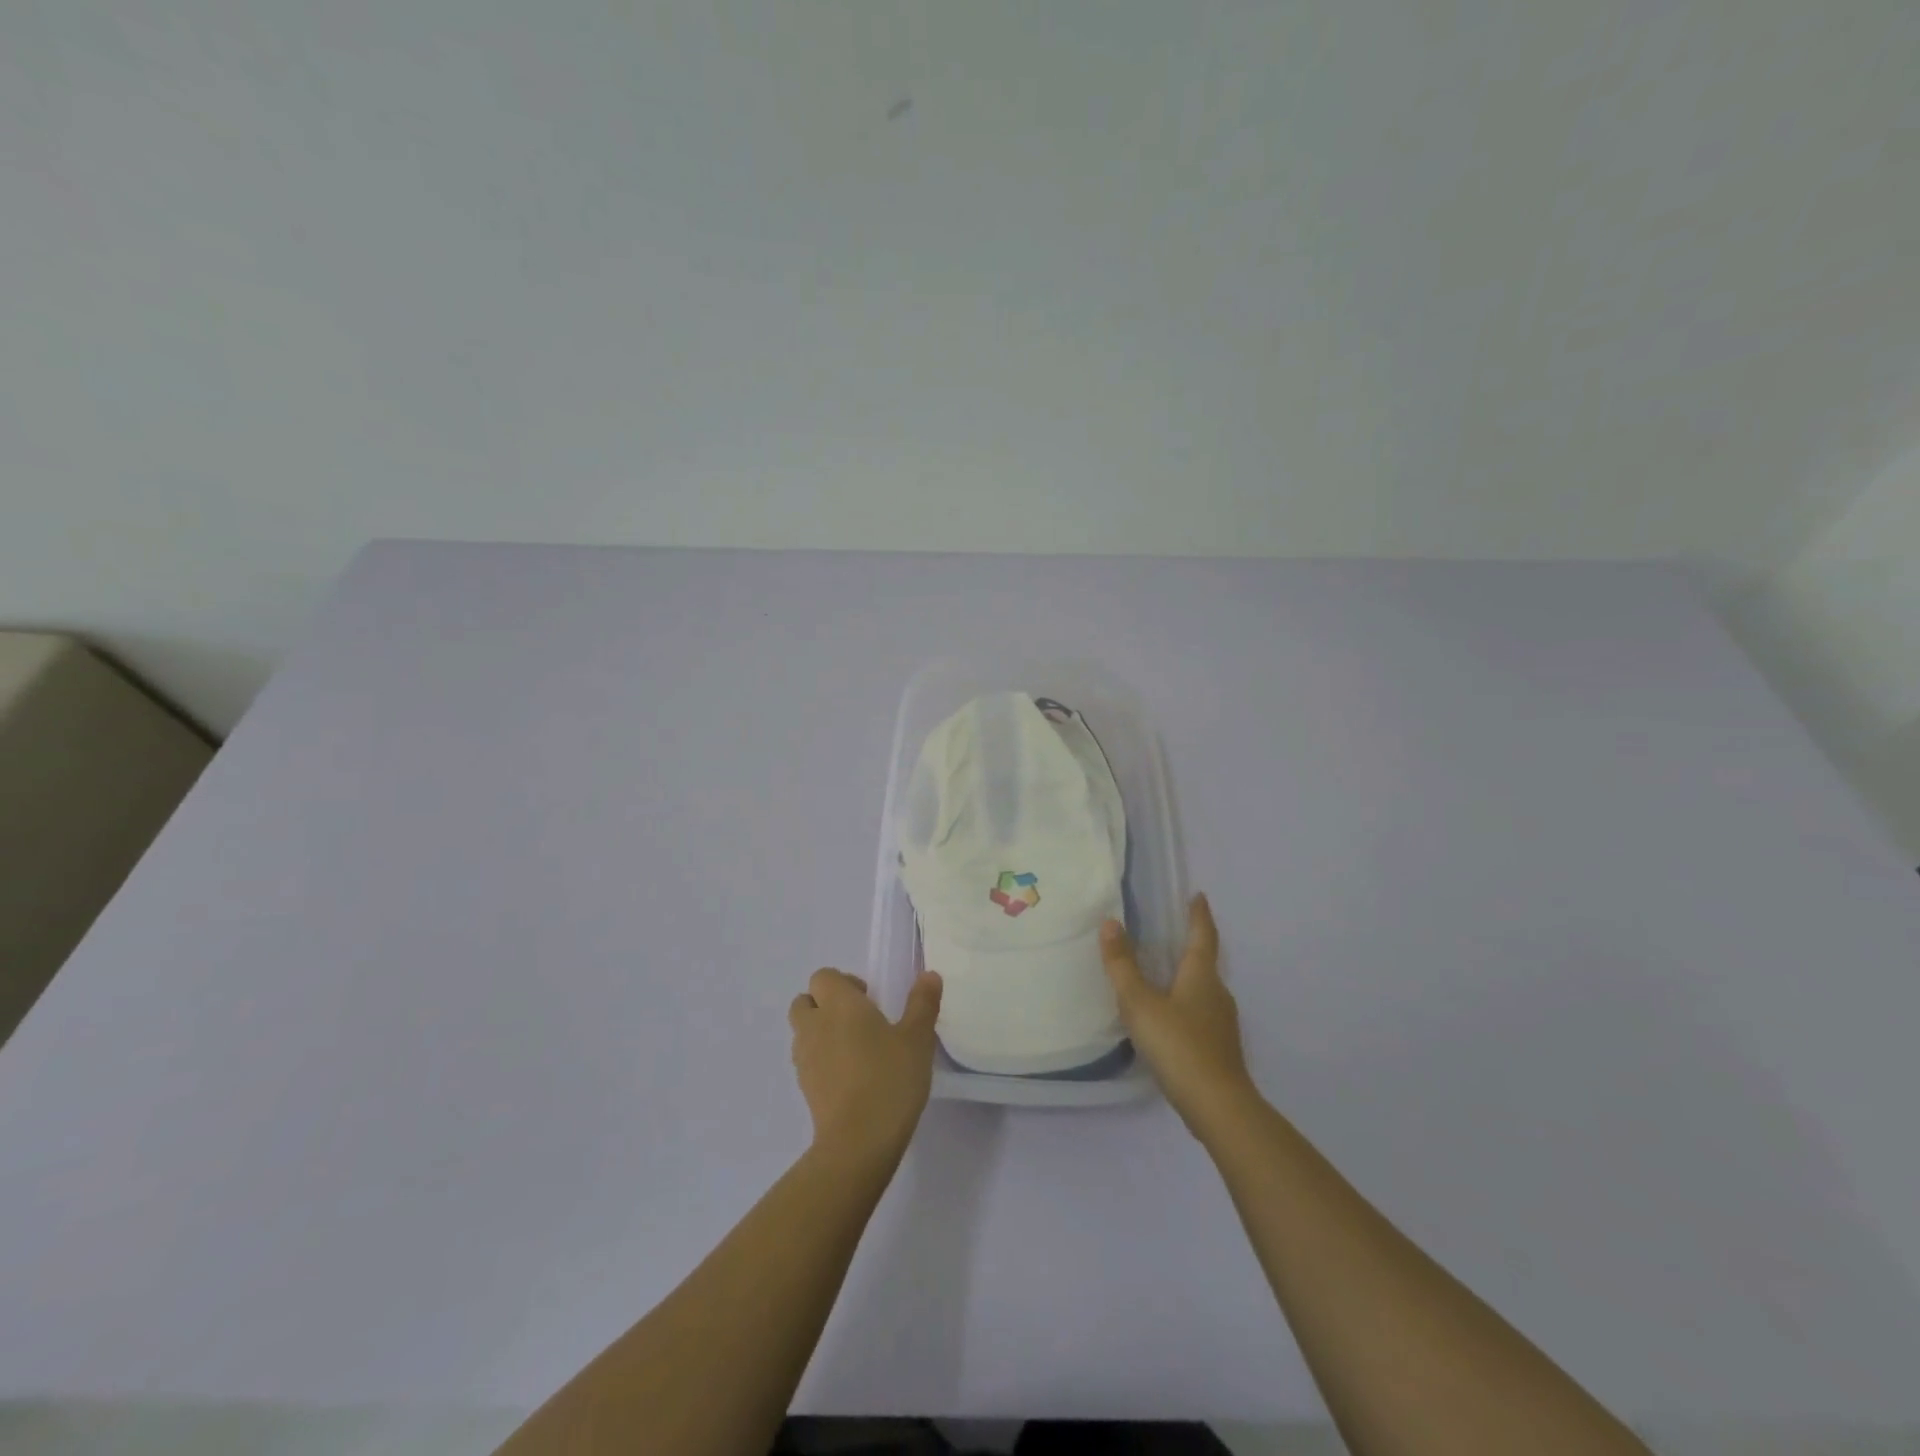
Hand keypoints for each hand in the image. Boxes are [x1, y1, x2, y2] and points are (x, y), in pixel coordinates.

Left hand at [789, 968, 943, 1170]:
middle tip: (858, 1020)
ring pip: (803, 1032)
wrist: (858, 1142)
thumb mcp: (917, 1039)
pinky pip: (807, 1060)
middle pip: (804, 1001)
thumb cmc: (890, 1079)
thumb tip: (929, 975)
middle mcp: (815, 1025)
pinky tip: (849, 1076)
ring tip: (855, 1049)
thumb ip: (922, 1003)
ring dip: (821, 1032)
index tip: (869, 998)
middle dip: (825, 1004)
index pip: (823, 977)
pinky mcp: (804, 1087)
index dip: (843, 982)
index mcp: (839, 1005)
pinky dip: (821, 1059)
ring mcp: (805, 1058)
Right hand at [1101, 894, 1259, 1139]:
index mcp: (1201, 976)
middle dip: (1190, 946)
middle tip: (1170, 933)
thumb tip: (1110, 923)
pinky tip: (1168, 1020)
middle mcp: (1217, 993)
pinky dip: (1185, 1006)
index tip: (1199, 896)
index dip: (1199, 915)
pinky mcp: (1218, 1048)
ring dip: (1186, 978)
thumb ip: (1122, 965)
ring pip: (1202, 990)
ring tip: (1162, 974)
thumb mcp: (1140, 1003)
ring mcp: (1221, 1023)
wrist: (1217, 1106)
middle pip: (1205, 962)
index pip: (1203, 936)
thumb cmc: (1178, 1045)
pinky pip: (1200, 1015)